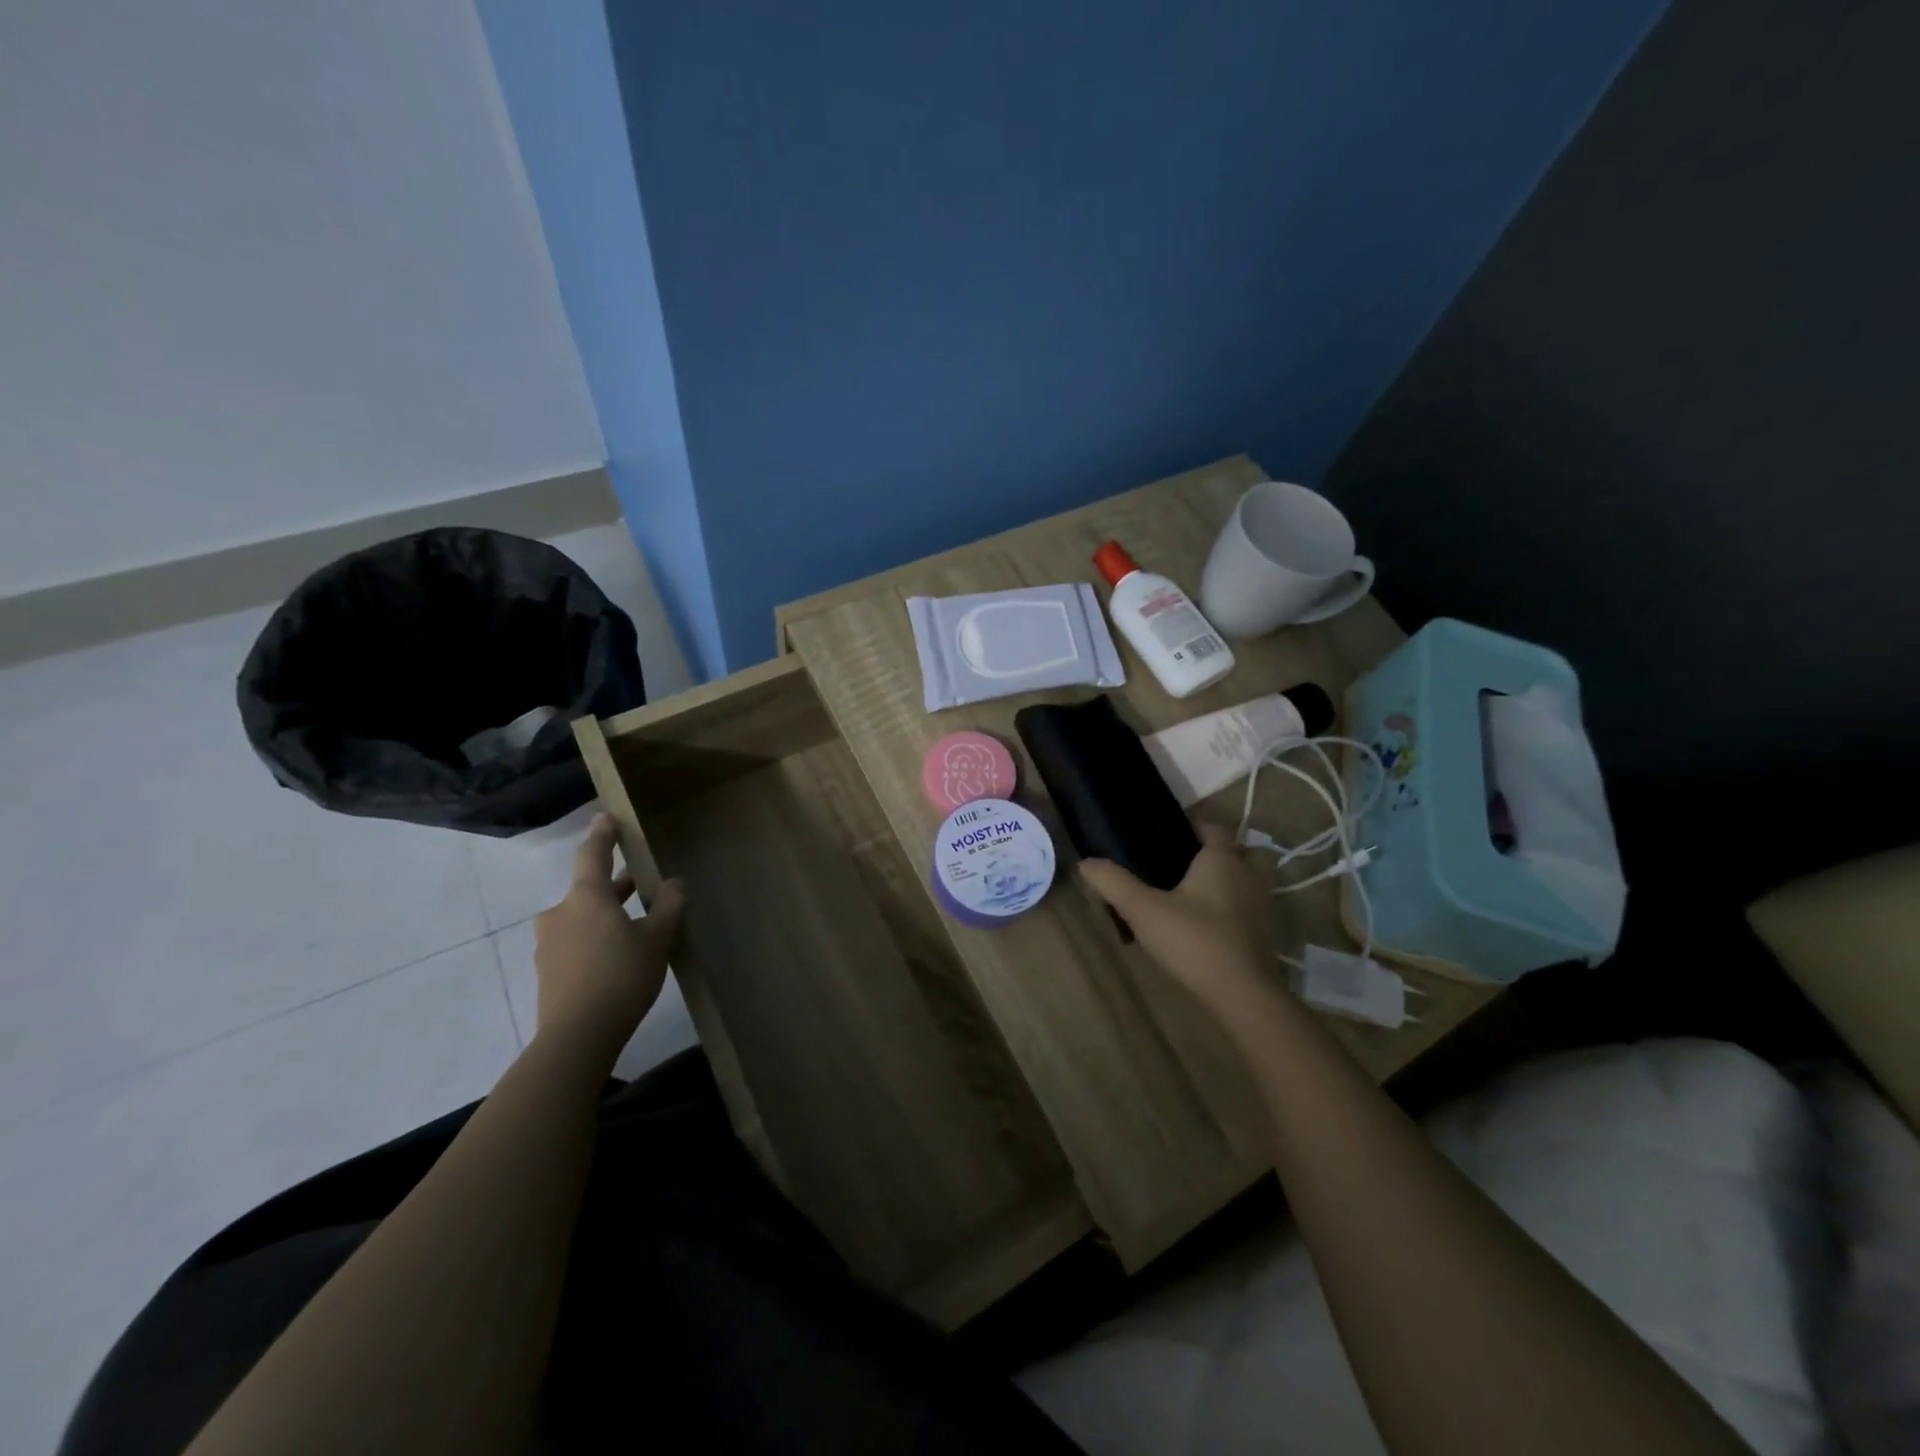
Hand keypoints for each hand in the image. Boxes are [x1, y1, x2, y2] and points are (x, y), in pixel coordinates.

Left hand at [532, 814, 686, 1047]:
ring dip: (606, 916)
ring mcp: (549, 945)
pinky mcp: (548, 972)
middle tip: (640, 885)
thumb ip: (668, 906)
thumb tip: (674, 883)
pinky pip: (575, 944)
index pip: (593, 855)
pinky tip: (617, 959)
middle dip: (615, 887)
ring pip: (582, 919)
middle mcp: (560, 914)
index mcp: (586, 898)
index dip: (603, 835)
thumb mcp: (657, 939)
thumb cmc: (621, 976)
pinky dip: (595, 941)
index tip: (605, 817)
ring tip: (635, 927)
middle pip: (589, 891)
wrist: (577, 1038)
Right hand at [1080, 821, 1274, 1015]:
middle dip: (1216, 853)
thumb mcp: (1143, 909)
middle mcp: (1247, 875)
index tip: (1166, 833)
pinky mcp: (1262, 934)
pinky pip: (1245, 908)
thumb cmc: (1194, 939)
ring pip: (1245, 881)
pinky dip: (1229, 909)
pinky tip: (1202, 924)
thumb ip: (1113, 882)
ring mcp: (1260, 906)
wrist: (1242, 995)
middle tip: (1183, 863)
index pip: (1212, 826)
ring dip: (1225, 881)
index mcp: (1222, 859)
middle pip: (1239, 851)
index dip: (1192, 825)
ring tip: (1189, 893)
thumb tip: (1085, 862)